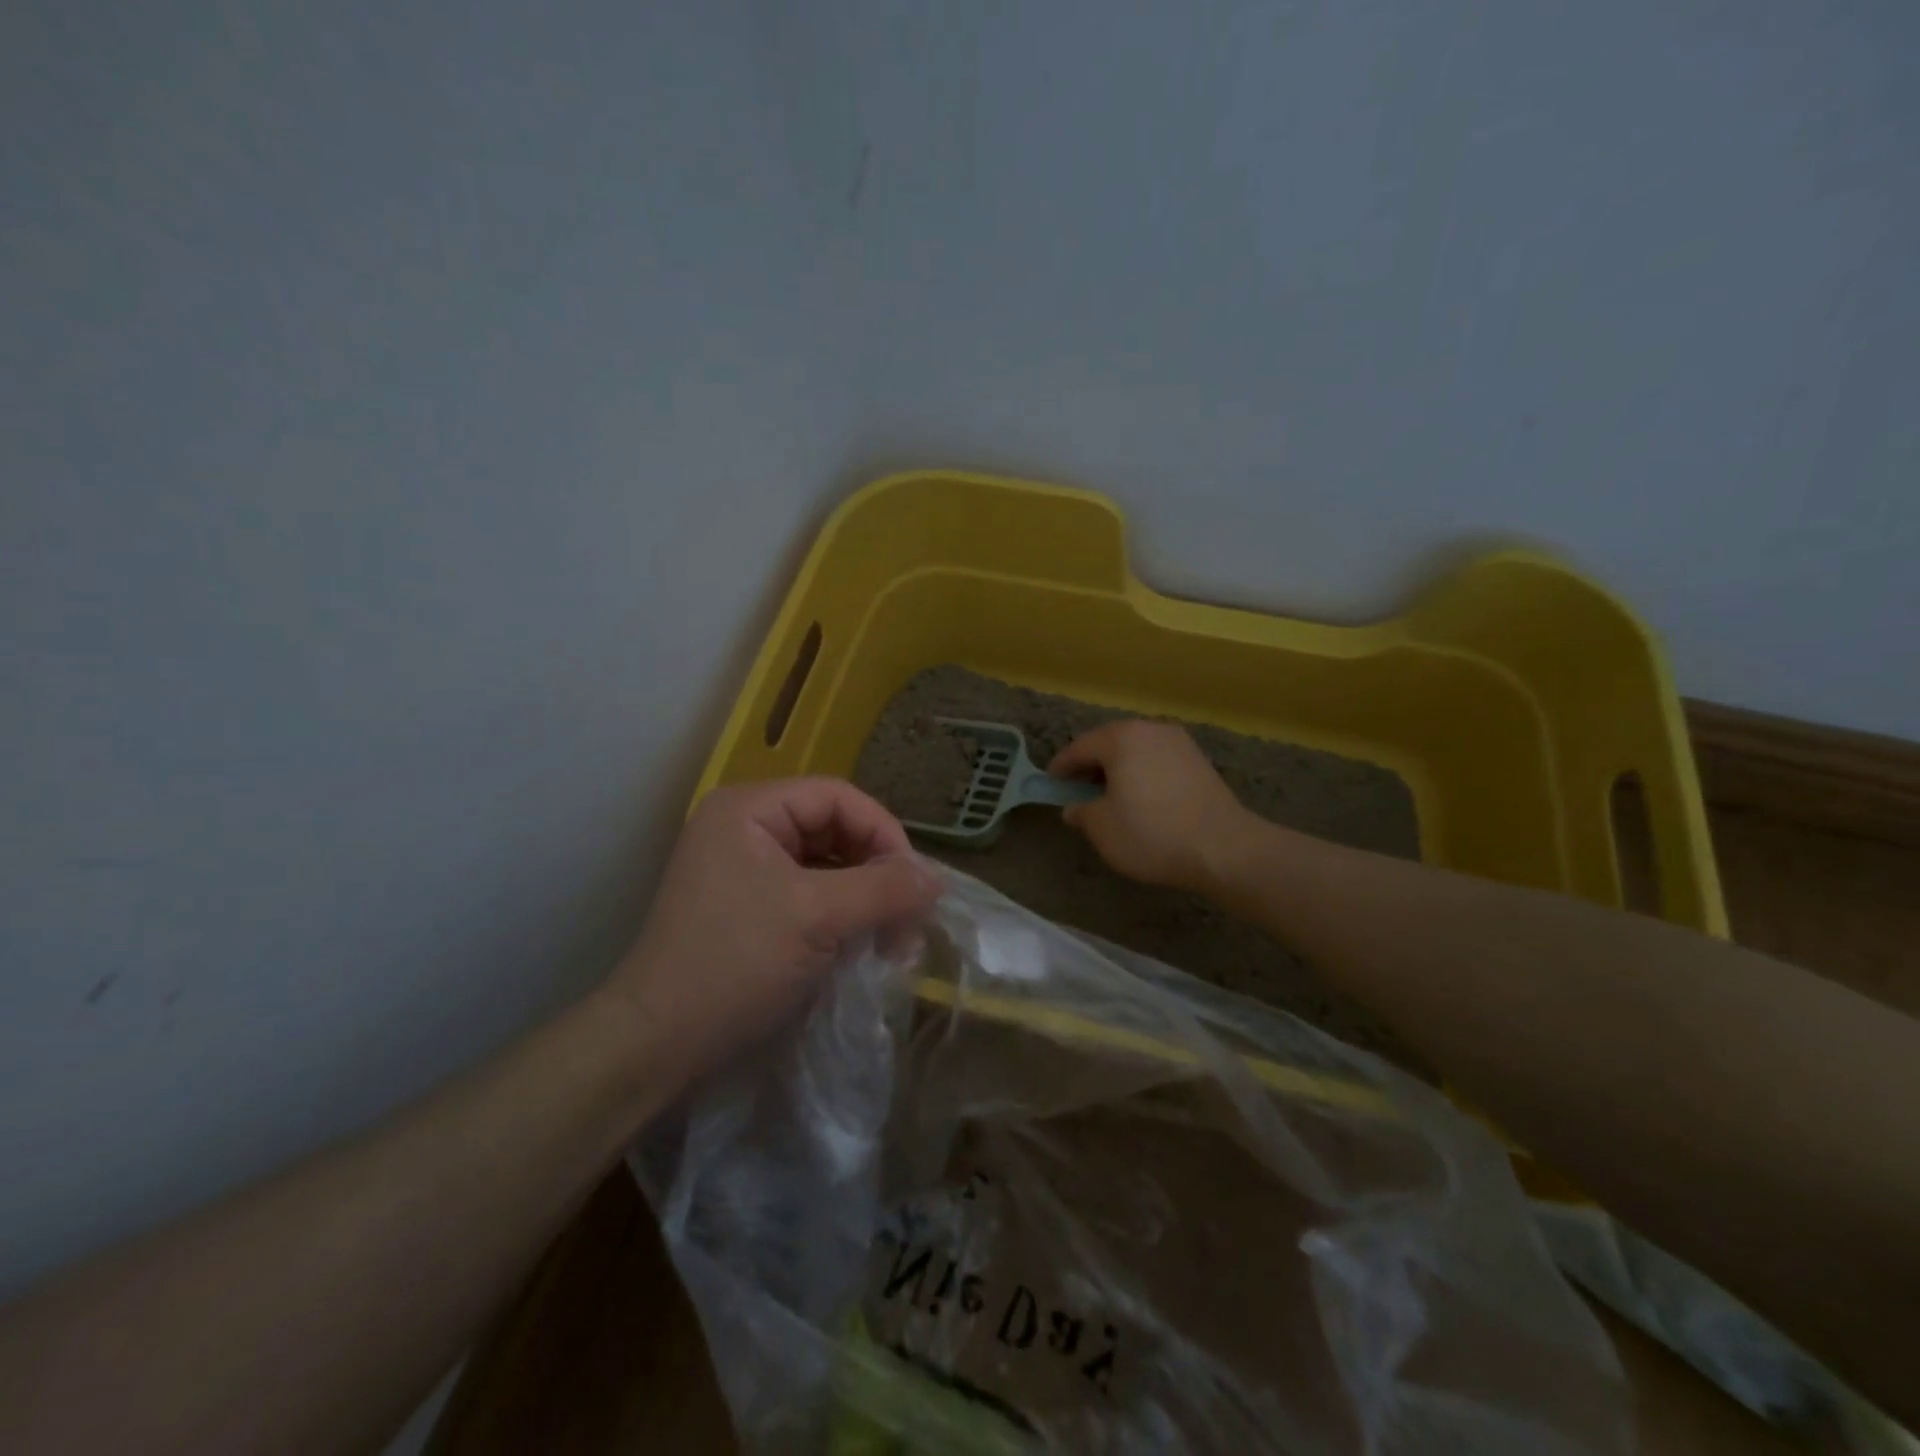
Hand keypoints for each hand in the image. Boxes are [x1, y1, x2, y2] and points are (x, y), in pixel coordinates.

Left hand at [605, 778, 940, 1095]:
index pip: (839, 798)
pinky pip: (810, 895)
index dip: (884, 833)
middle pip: (834, 830)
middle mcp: (745, 828)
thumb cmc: (734, 963)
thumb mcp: (817, 918)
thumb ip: (884, 890)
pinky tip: (860, 947)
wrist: (656, 1044)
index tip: (916, 884)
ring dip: (864, 898)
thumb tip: (938, 878)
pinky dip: (841, 917)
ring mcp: (744, 869)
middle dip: (876, 872)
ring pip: (826, 866)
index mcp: (750, 809)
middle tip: (907, 920)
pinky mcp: (748, 907)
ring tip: (890, 941)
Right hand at [1050, 721, 1253, 893]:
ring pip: (1136, 751)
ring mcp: (1179, 743)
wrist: (1224, 848)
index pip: (1079, 747)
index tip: (1051, 783)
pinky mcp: (1199, 761)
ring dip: (1118, 770)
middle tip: (1077, 790)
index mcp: (1121, 738)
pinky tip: (1141, 800)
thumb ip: (1082, 812)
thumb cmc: (1152, 833)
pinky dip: (1142, 775)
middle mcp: (1150, 729)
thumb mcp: (1102, 828)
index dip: (1061, 767)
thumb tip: (1076, 808)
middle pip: (1109, 744)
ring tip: (1109, 797)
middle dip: (1091, 766)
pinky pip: (1158, 761)